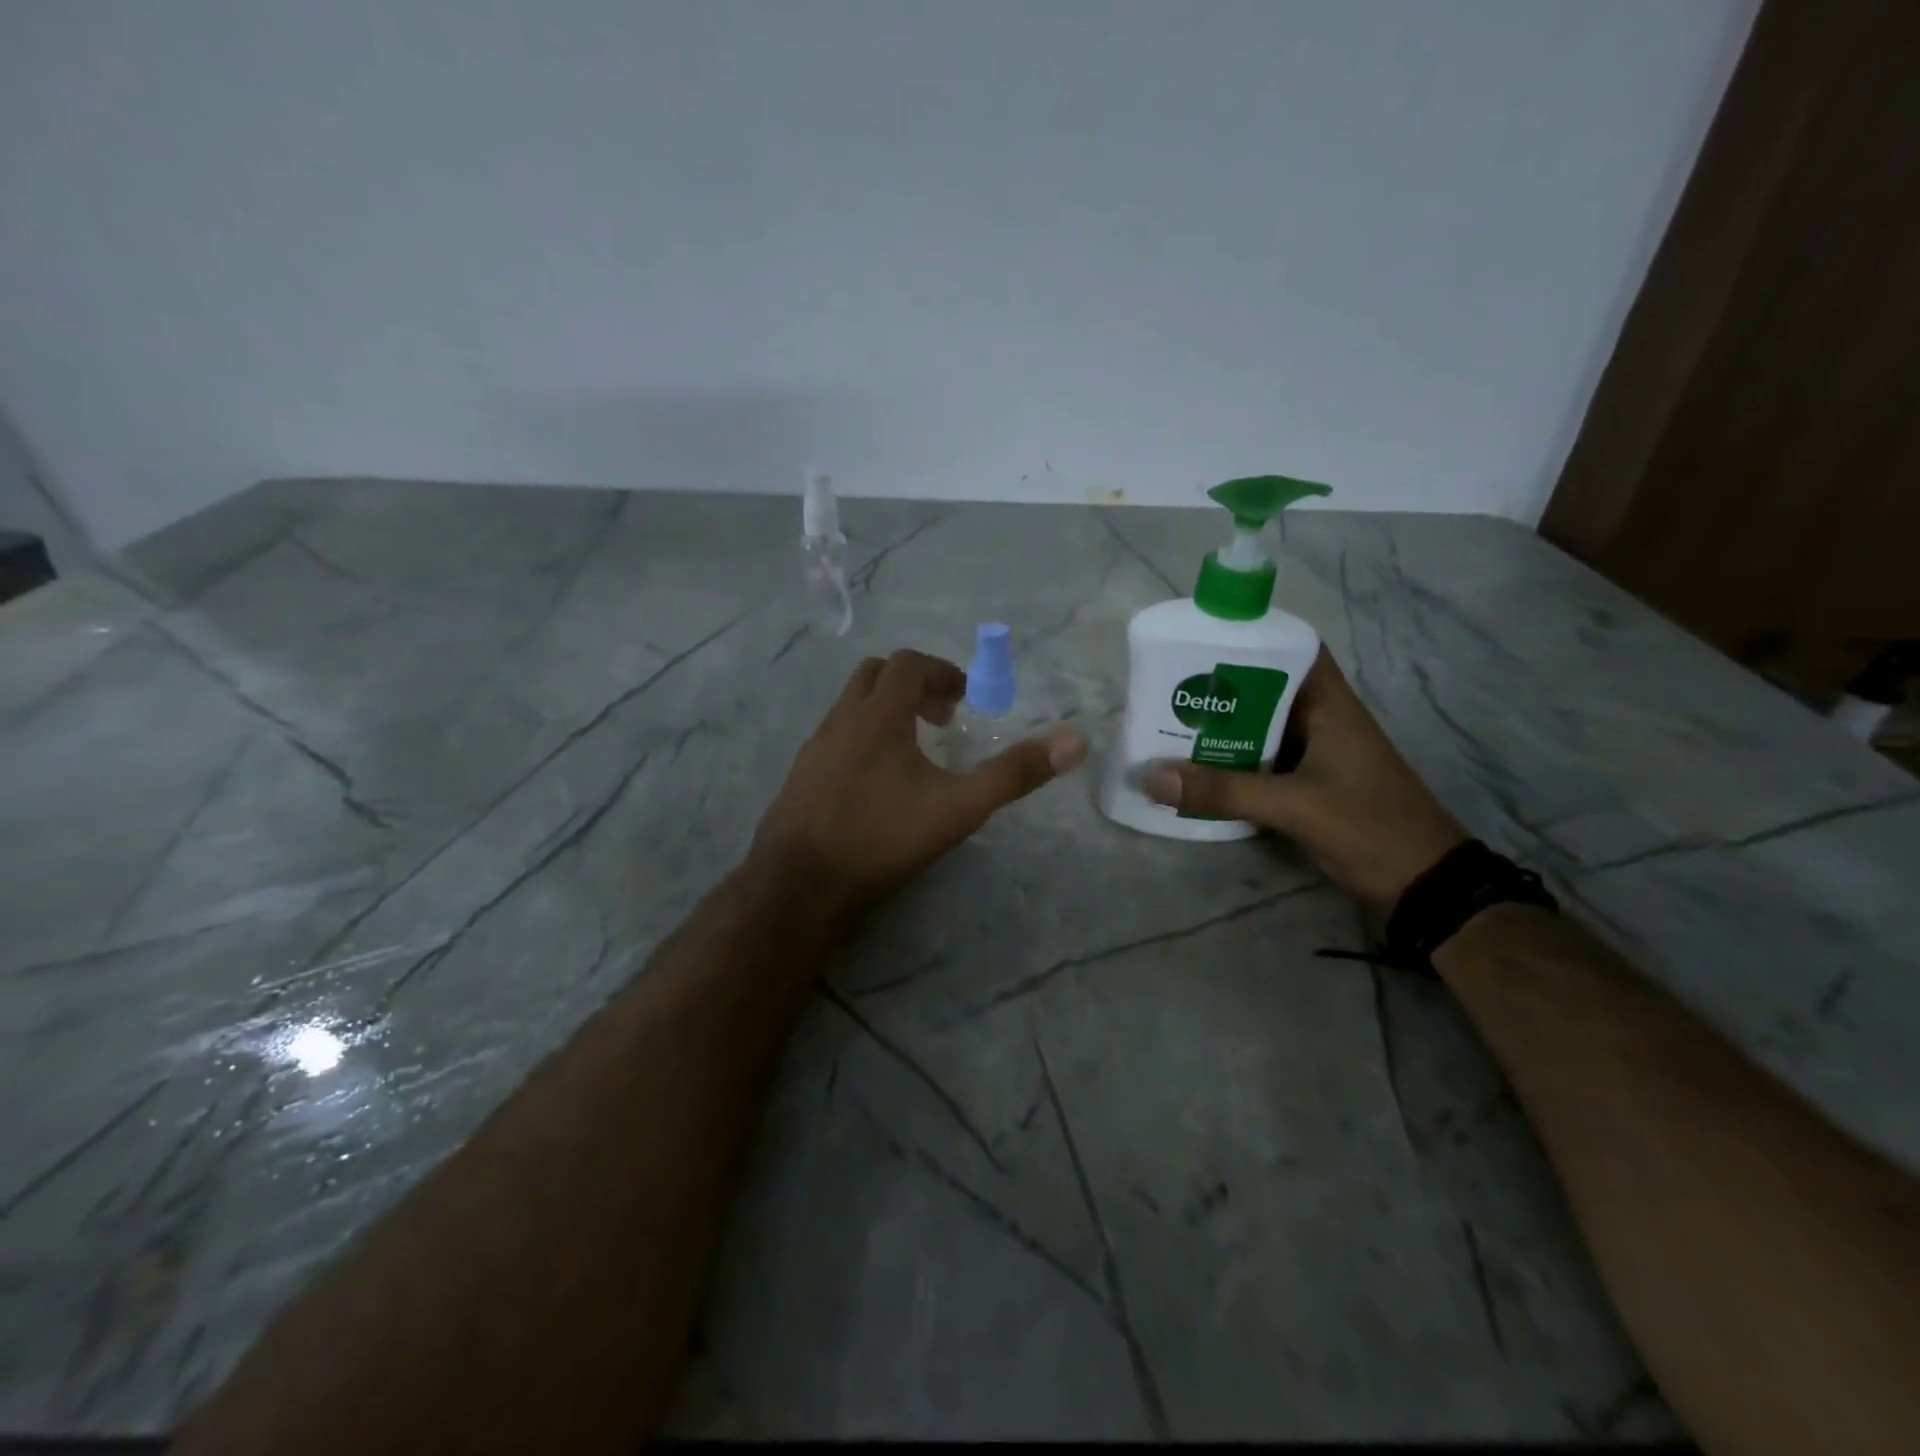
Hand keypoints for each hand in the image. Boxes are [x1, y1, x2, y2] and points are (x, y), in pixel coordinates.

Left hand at [749, 648, 1087, 922]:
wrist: (800, 883)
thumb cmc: (882, 837)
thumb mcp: (959, 807)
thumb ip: (1014, 774)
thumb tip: (1074, 742)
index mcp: (878, 714)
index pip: (907, 663)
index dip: (940, 672)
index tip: (964, 699)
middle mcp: (841, 718)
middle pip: (875, 675)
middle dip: (912, 685)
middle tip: (941, 719)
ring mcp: (814, 746)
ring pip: (851, 706)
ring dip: (886, 712)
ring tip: (914, 752)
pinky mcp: (800, 774)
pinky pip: (835, 736)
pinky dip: (863, 738)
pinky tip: (877, 783)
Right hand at [1142, 651, 1463, 912]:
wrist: (1424, 887)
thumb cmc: (1369, 827)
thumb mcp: (1295, 807)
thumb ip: (1224, 791)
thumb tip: (1151, 777)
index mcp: (1330, 706)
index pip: (1292, 649)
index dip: (1250, 638)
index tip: (1200, 640)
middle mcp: (1321, 721)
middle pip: (1264, 689)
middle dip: (1219, 688)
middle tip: (1167, 687)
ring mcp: (1315, 755)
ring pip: (1259, 728)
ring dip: (1221, 729)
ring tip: (1168, 724)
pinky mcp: (1307, 786)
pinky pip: (1260, 763)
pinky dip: (1230, 763)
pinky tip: (1195, 770)